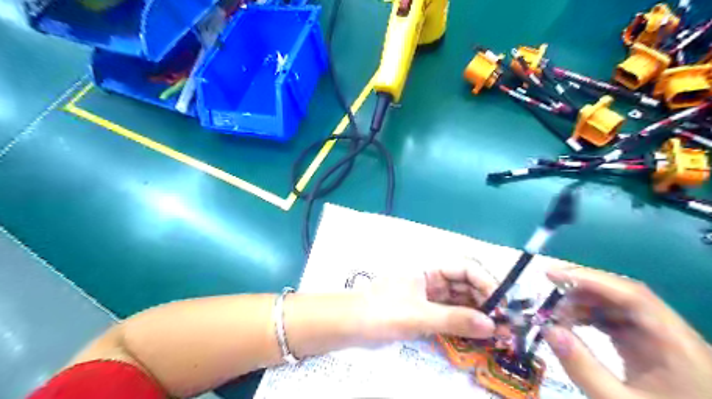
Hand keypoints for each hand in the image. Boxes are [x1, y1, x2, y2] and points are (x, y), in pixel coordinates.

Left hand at [359, 262, 495, 342]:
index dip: (486, 282)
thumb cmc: (383, 311)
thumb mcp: (420, 315)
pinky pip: (451, 313)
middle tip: (507, 322)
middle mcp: (431, 278)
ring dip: (479, 313)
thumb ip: (455, 319)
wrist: (354, 325)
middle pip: (465, 284)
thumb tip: (492, 325)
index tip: (503, 303)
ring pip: (460, 300)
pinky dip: (465, 322)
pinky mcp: (426, 310)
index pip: (464, 268)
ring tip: (500, 332)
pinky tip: (480, 333)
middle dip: (486, 300)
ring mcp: (429, 295)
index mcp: (428, 268)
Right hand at [546, 264, 711, 397]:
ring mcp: (663, 340)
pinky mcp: (652, 348)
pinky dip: (592, 318)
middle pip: (624, 296)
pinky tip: (572, 324)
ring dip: (584, 304)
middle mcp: (672, 334)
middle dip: (582, 291)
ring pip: (619, 307)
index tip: (551, 274)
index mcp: (676, 344)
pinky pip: (618, 322)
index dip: (590, 279)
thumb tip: (548, 329)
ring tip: (557, 315)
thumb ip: (582, 367)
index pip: (632, 295)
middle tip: (549, 297)